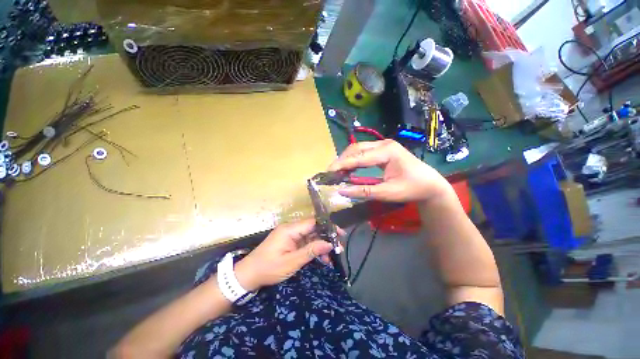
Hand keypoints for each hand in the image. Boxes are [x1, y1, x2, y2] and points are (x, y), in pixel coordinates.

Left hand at [234, 219, 334, 290]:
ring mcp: (290, 235)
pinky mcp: (289, 241)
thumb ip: (310, 251)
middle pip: (313, 229)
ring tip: (330, 258)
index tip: (339, 234)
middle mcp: (291, 229)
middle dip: (326, 238)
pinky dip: (313, 249)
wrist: (249, 275)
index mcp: (290, 229)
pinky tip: (321, 258)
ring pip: (310, 236)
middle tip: (338, 248)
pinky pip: (304, 242)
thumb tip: (329, 244)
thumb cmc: (269, 268)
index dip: (327, 227)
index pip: (312, 223)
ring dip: (320, 245)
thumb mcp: (291, 262)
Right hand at [328, 139, 450, 201]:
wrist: (431, 185)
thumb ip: (363, 191)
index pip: (358, 157)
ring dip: (347, 158)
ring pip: (359, 148)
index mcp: (387, 151)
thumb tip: (341, 190)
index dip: (342, 164)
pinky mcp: (384, 149)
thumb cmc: (412, 188)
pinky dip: (354, 159)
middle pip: (356, 148)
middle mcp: (384, 143)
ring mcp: (384, 145)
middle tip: (331, 172)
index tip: (328, 172)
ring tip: (337, 170)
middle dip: (342, 159)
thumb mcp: (387, 193)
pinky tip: (349, 167)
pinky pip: (364, 151)